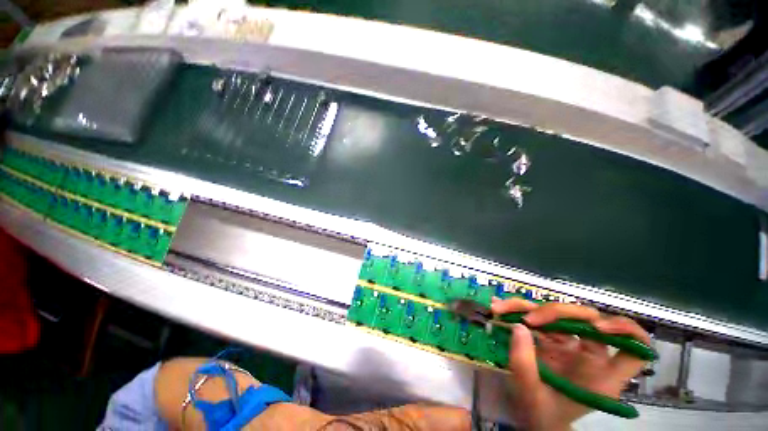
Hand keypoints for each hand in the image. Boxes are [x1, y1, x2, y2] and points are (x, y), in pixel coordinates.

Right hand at [491, 298, 650, 430]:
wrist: (529, 418)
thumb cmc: (539, 414)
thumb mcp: (530, 394)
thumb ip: (524, 363)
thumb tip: (519, 326)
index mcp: (601, 376)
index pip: (636, 350)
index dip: (626, 331)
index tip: (598, 327)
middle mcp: (590, 355)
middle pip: (589, 320)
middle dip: (557, 313)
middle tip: (530, 319)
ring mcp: (569, 344)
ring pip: (558, 313)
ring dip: (528, 307)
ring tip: (501, 309)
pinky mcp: (550, 339)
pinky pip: (537, 317)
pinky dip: (517, 310)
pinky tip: (499, 307)